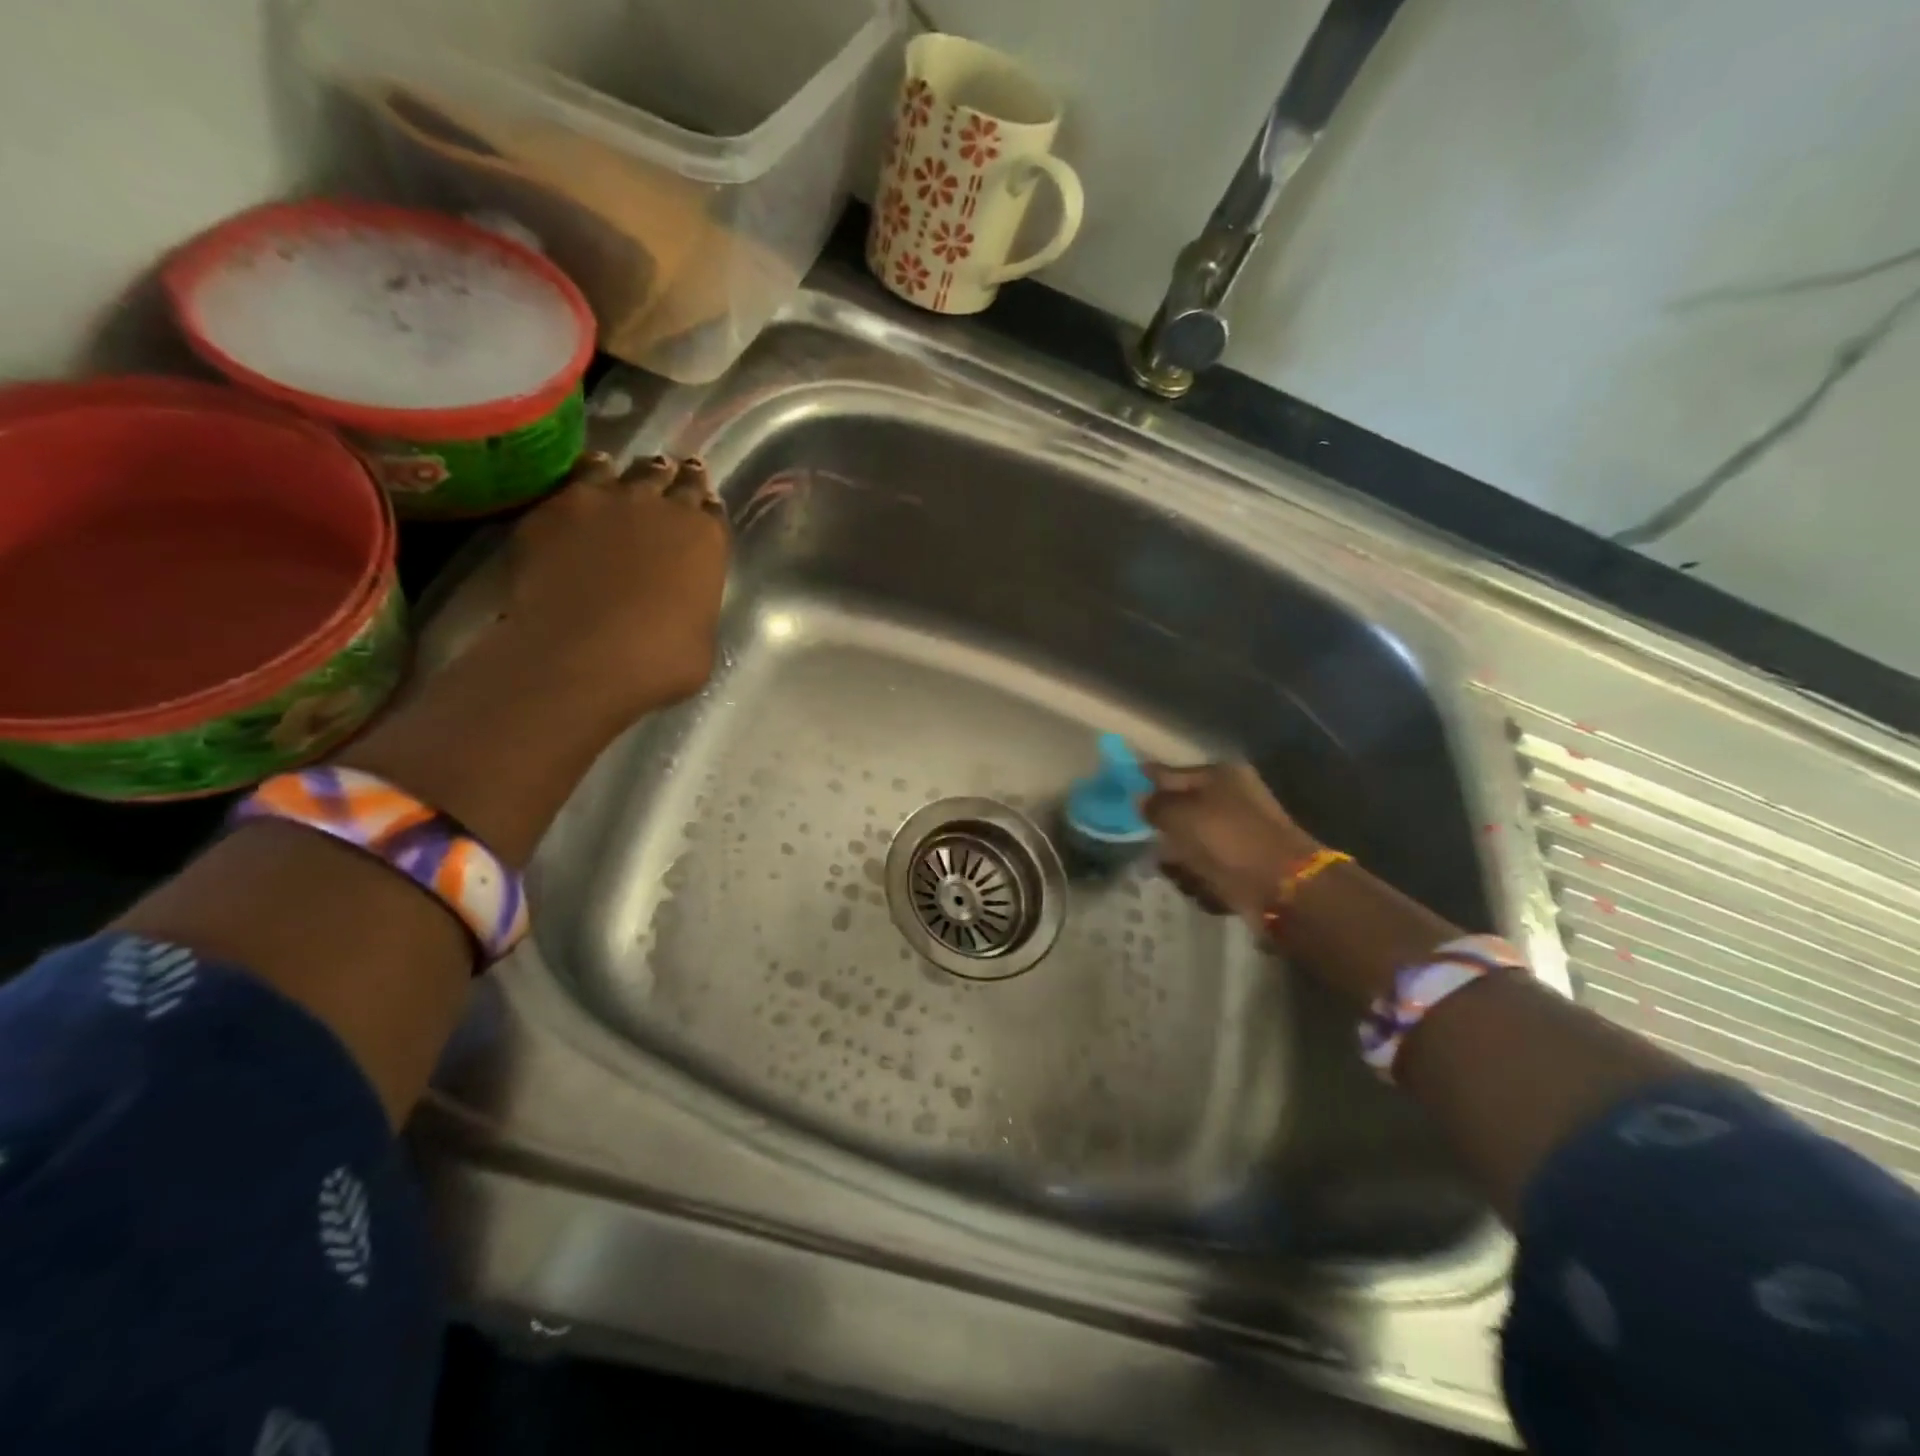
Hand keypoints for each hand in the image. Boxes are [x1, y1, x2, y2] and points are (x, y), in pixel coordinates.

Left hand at [497, 453, 730, 720]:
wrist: (581, 656)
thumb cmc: (658, 662)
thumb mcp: (700, 642)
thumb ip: (693, 609)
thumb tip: (681, 608)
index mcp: (707, 541)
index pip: (712, 510)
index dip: (705, 510)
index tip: (700, 510)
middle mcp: (664, 507)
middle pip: (674, 477)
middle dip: (675, 479)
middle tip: (670, 479)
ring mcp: (608, 500)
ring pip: (626, 469)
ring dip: (629, 476)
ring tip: (621, 481)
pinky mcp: (558, 505)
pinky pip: (576, 477)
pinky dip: (583, 480)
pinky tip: (579, 492)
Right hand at [1143, 762, 1320, 924]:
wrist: (1283, 888)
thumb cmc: (1228, 840)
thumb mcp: (1180, 815)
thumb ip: (1154, 804)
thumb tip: (1139, 799)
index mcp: (1220, 775)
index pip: (1170, 772)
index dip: (1144, 782)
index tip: (1120, 795)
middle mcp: (1232, 798)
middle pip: (1181, 811)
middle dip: (1164, 831)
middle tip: (1151, 845)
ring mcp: (1240, 833)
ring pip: (1191, 843)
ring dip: (1180, 860)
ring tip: (1180, 873)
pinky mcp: (1245, 865)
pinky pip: (1208, 868)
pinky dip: (1201, 880)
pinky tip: (1203, 888)